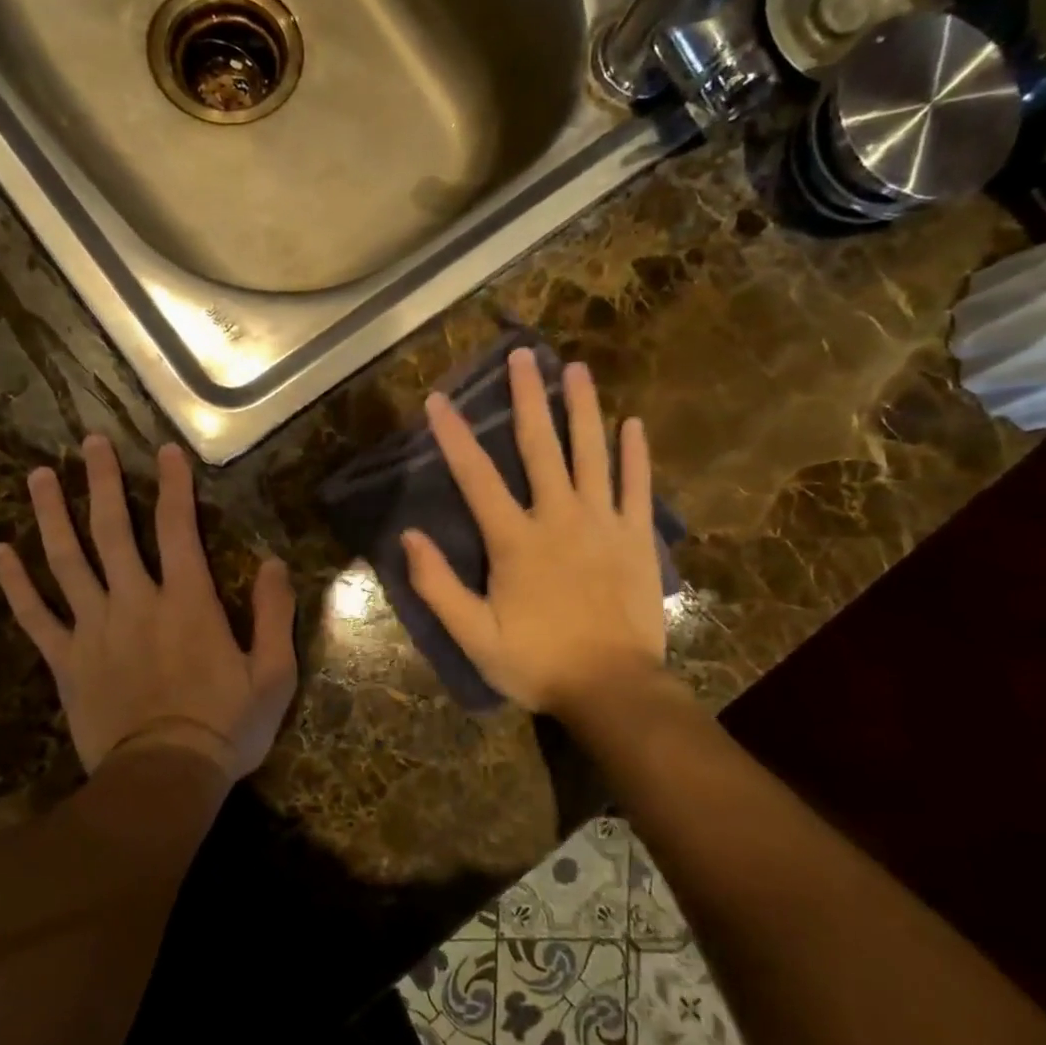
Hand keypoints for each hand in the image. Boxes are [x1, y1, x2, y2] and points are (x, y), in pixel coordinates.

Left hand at [0, 436, 297, 783]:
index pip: (177, 528)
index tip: (164, 449)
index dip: (173, 485)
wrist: (163, 781)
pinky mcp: (65, 661)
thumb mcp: (273, 674)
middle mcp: (135, 601)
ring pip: (67, 561)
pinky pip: (35, 616)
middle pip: (113, 530)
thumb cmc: (225, 727)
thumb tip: (273, 562)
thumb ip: (274, 613)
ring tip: (37, 475)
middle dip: (102, 482)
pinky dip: (16, 583)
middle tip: (89, 442)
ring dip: (52, 515)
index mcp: (187, 601)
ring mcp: (94, 629)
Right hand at [401, 349, 670, 723]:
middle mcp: (558, 518)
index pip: (476, 477)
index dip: (454, 436)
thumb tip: (408, 536)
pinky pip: (637, 488)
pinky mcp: (637, 539)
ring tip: (576, 369)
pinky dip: (635, 455)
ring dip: (583, 409)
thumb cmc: (538, 663)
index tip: (439, 399)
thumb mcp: (474, 636)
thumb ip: (438, 586)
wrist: (613, 690)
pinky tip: (632, 424)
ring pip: (592, 454)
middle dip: (529, 397)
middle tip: (524, 354)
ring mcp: (603, 524)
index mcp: (515, 540)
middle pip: (541, 446)